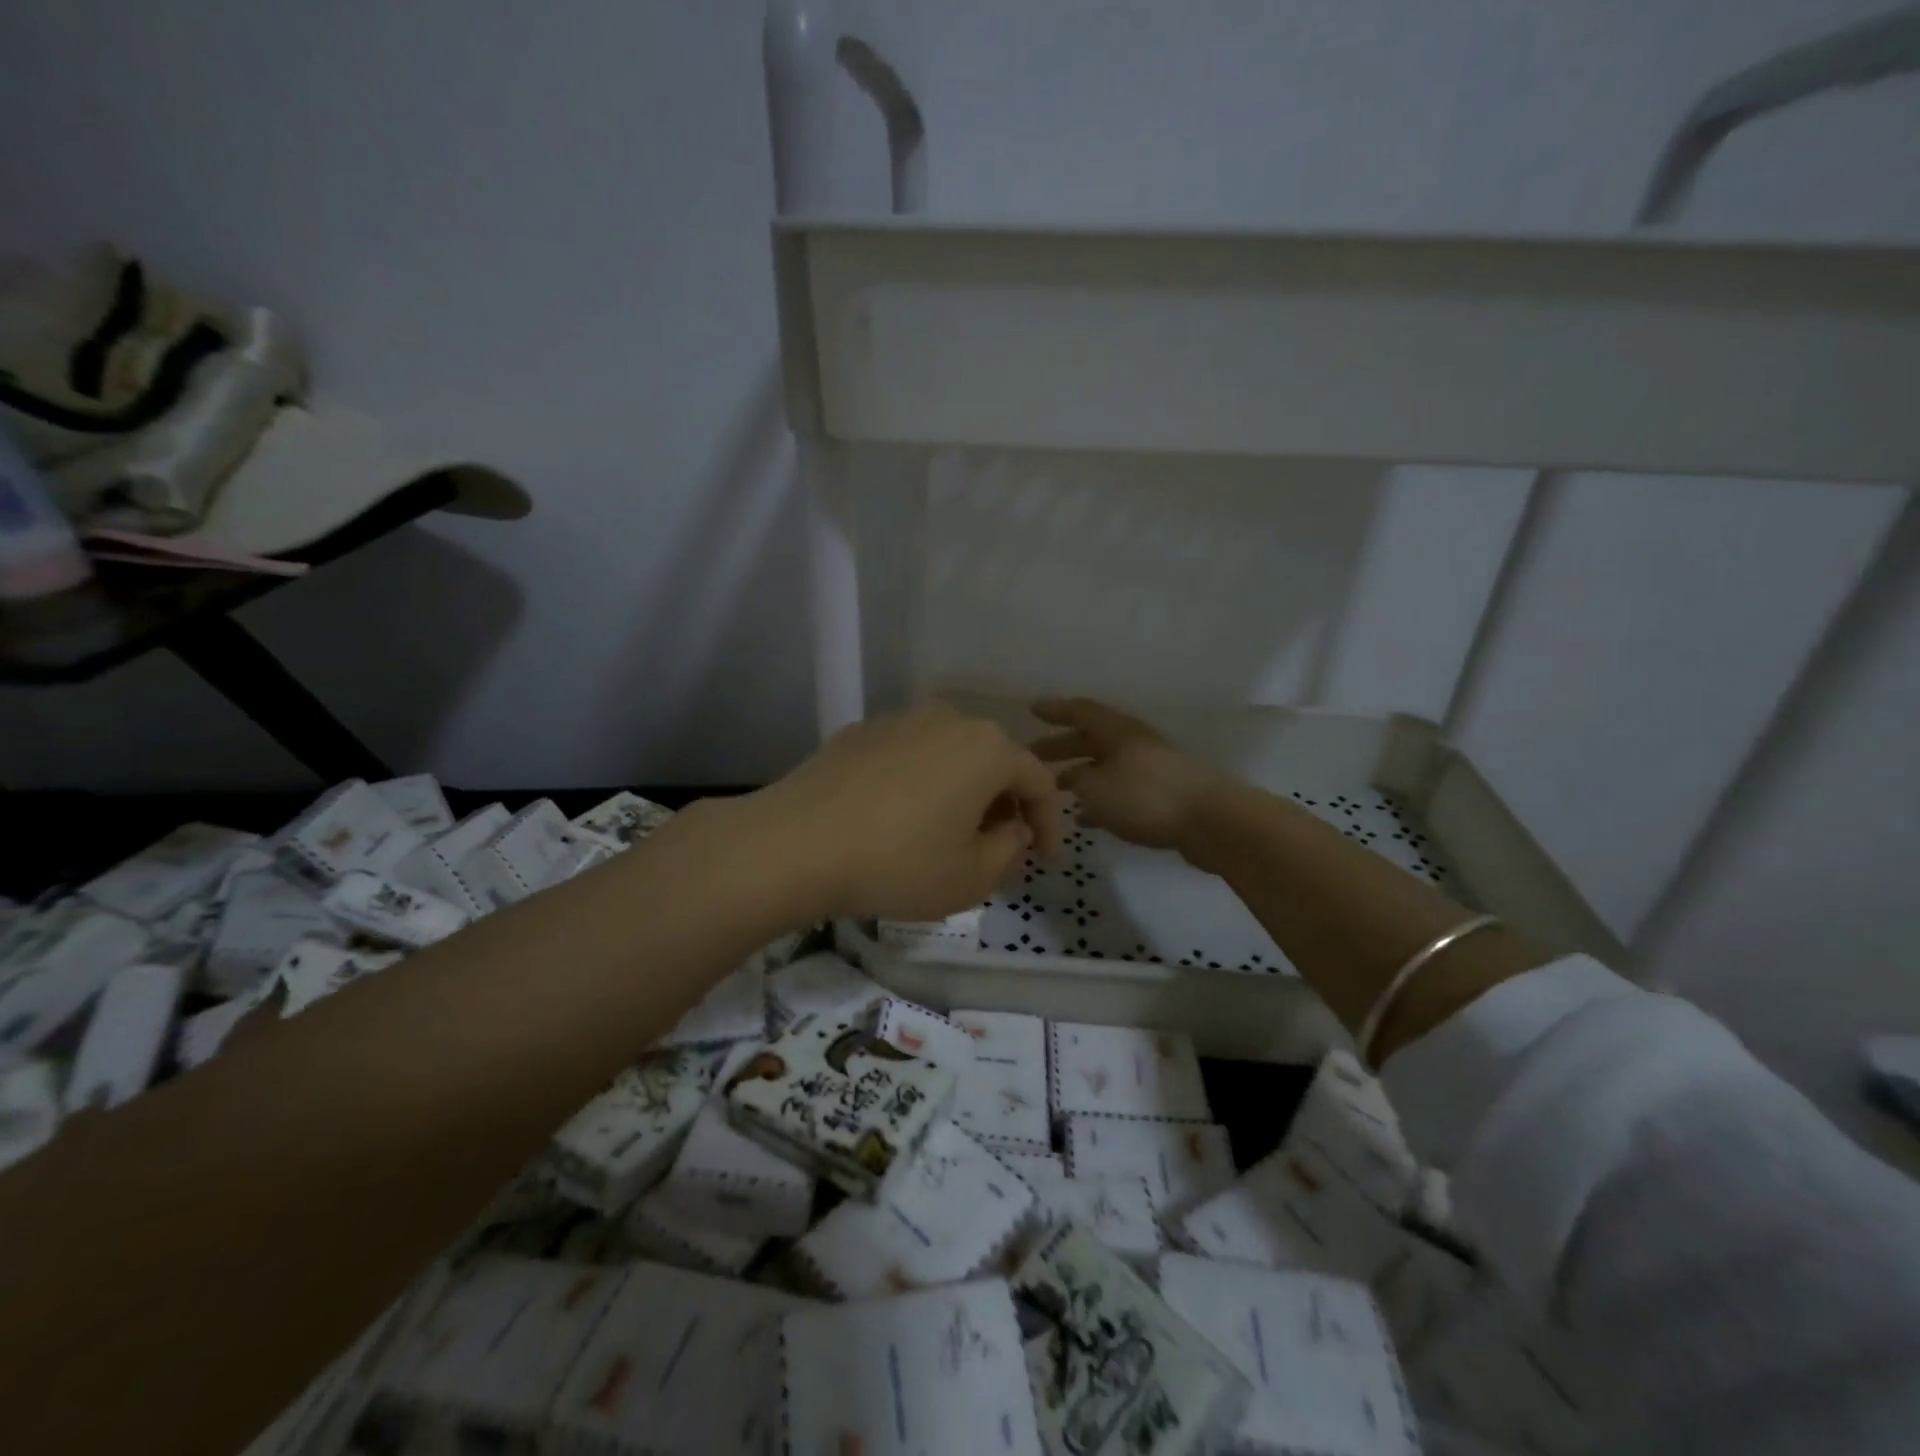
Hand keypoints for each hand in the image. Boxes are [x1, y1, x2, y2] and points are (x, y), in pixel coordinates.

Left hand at [750, 703, 1065, 920]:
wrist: (796, 844)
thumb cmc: (898, 863)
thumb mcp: (972, 877)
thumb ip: (1010, 850)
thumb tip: (1011, 829)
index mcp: (987, 748)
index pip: (1040, 781)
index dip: (1050, 824)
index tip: (1043, 860)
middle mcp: (948, 719)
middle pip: (994, 761)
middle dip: (1005, 804)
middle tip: (998, 846)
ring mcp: (899, 719)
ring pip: (950, 755)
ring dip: (961, 790)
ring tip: (948, 831)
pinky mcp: (860, 731)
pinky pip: (908, 756)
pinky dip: (919, 782)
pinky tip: (898, 817)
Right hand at [1031, 697, 1225, 851]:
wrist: (1210, 822)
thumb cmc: (1146, 796)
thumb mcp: (1096, 787)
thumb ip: (1076, 778)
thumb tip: (1071, 777)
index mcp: (1117, 731)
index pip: (1079, 711)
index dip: (1055, 710)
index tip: (1031, 709)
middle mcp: (1133, 743)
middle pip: (1091, 738)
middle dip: (1061, 746)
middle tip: (1033, 755)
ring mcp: (1150, 769)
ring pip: (1105, 766)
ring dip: (1080, 774)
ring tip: (1055, 788)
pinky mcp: (1161, 796)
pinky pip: (1120, 791)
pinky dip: (1100, 800)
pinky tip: (1084, 818)